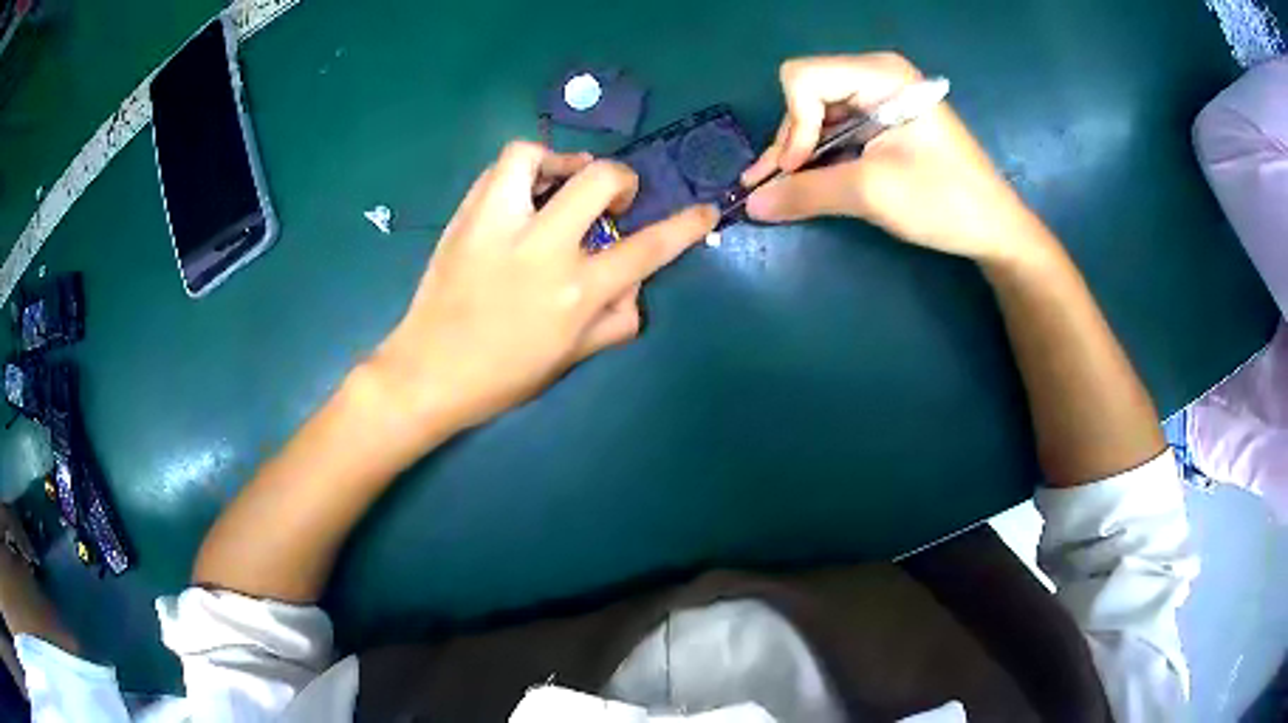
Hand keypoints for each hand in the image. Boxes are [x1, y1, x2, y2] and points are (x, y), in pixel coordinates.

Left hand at [372, 142, 716, 431]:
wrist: (427, 373)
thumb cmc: (503, 377)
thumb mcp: (572, 359)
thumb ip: (615, 319)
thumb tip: (636, 284)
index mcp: (575, 292)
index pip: (647, 249)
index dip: (685, 226)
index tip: (703, 210)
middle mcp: (541, 249)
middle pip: (599, 179)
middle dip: (620, 179)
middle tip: (614, 199)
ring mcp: (497, 227)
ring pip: (535, 156)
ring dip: (562, 160)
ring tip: (564, 180)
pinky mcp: (465, 218)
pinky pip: (498, 170)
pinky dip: (523, 171)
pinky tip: (525, 194)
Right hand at [742, 53, 1048, 264]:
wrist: (994, 228)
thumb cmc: (943, 201)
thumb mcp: (871, 193)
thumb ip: (806, 192)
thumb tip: (752, 205)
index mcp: (880, 75)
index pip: (804, 79)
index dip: (793, 123)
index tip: (797, 168)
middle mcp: (875, 77)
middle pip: (806, 96)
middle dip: (791, 141)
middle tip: (778, 185)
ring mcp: (880, 99)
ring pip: (816, 116)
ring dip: (798, 153)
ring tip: (777, 188)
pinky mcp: (883, 123)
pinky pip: (836, 131)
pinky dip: (817, 158)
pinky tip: (798, 181)